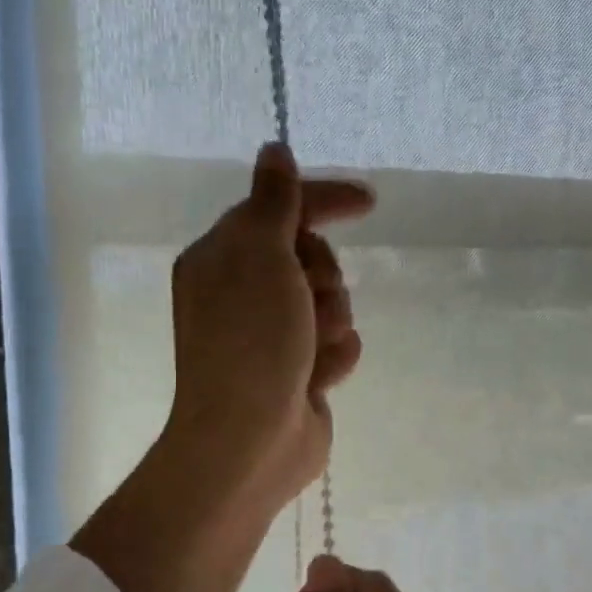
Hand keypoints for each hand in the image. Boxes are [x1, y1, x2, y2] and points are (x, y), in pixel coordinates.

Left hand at [163, 142, 371, 517]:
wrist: (249, 440)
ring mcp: (272, 336)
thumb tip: (274, 150)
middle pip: (312, 257)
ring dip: (331, 322)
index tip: (368, 201)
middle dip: (323, 277)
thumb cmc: (250, 341)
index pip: (279, 209)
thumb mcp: (259, 255)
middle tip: (309, 301)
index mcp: (222, 258)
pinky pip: (337, 345)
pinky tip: (315, 379)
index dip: (323, 200)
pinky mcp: (297, 371)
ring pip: (331, 303)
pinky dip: (333, 358)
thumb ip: (273, 201)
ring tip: (309, 351)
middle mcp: (243, 293)